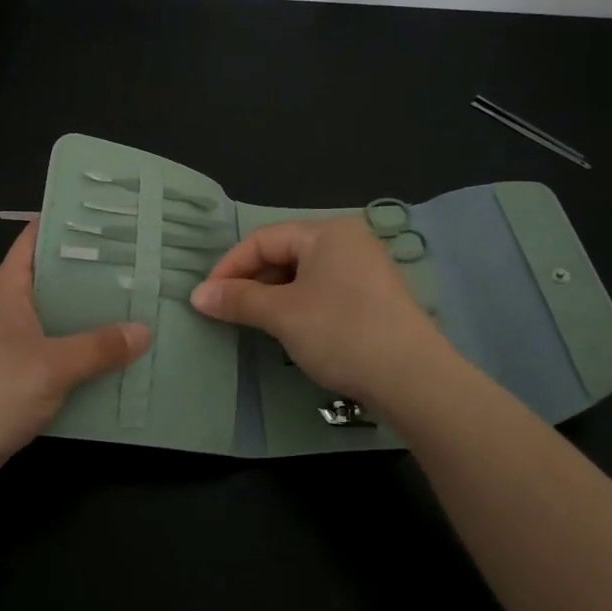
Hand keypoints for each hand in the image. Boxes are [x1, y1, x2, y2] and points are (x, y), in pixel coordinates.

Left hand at [0, 226, 148, 504]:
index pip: (37, 239)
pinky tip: (121, 361)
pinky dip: (86, 358)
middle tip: (146, 264)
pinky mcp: (19, 380)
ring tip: (145, 308)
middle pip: (57, 281)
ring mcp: (12, 347)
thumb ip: (98, 348)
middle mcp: (9, 311)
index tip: (114, 215)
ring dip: (96, 320)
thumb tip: (144, 331)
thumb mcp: (49, 366)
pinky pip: (60, 358)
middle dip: (97, 273)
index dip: (70, 222)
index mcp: (7, 290)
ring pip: (62, 322)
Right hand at [190, 215, 450, 411]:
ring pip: (304, 274)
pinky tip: (290, 329)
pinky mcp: (374, 297)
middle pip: (284, 253)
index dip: (230, 266)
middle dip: (251, 281)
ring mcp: (365, 269)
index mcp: (327, 232)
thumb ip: (238, 300)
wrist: (413, 378)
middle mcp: (348, 241)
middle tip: (225, 311)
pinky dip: (299, 305)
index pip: (263, 239)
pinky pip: (324, 290)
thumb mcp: (283, 315)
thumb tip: (198, 295)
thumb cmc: (342, 332)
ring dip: (273, 296)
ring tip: (253, 322)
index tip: (206, 297)